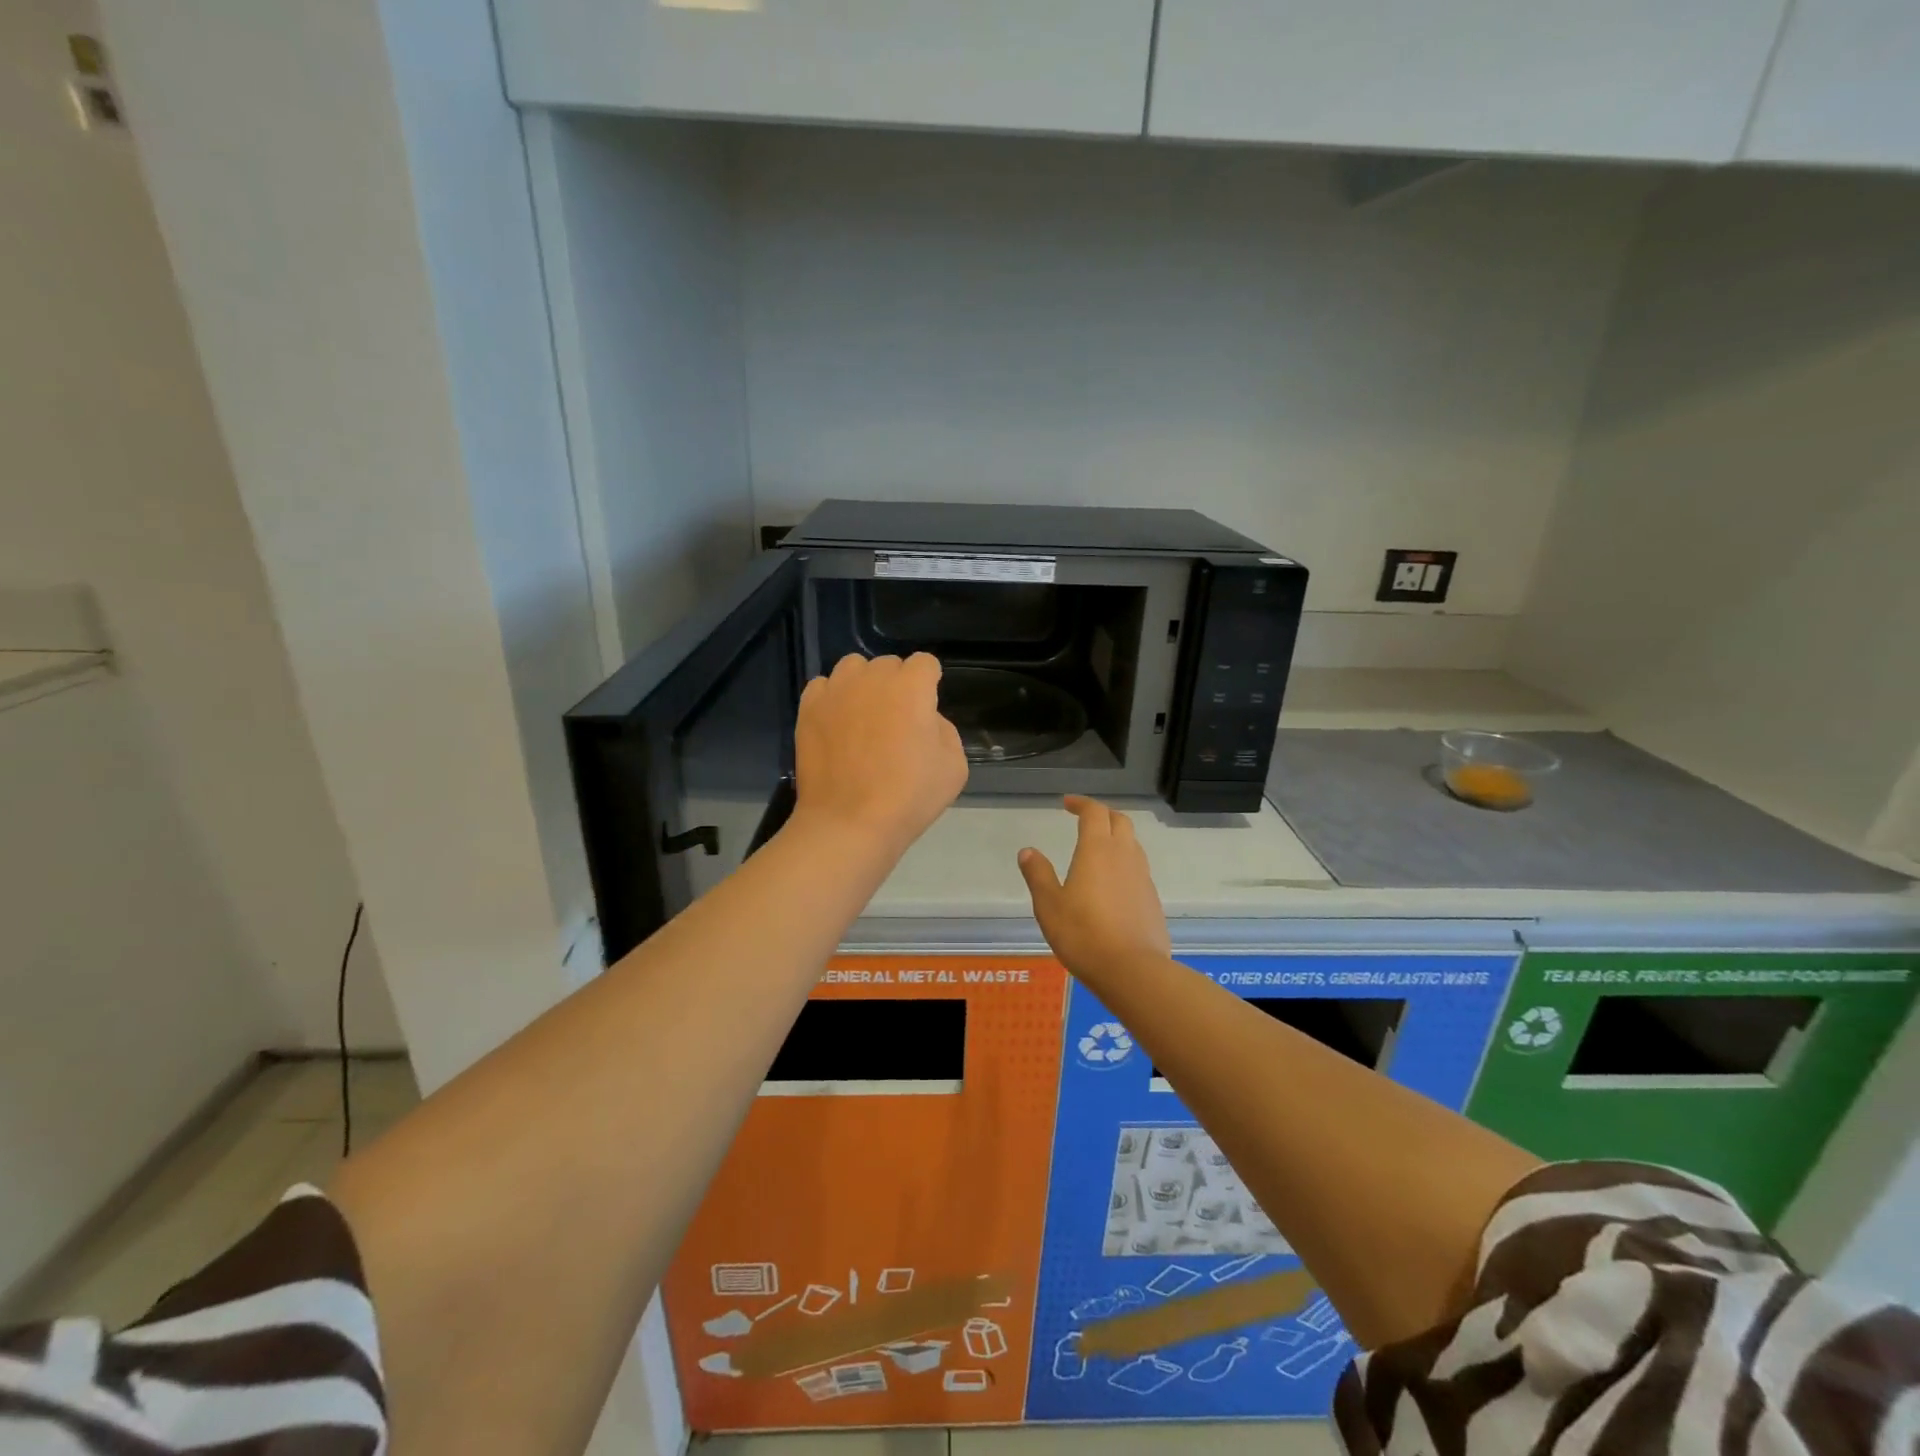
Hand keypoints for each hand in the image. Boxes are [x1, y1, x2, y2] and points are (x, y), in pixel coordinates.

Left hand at [792, 653, 967, 855]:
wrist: (849, 822)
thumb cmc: (909, 797)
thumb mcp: (954, 766)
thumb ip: (944, 729)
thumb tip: (924, 720)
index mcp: (911, 687)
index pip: (924, 663)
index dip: (929, 683)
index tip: (926, 710)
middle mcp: (872, 678)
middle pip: (888, 665)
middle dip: (897, 684)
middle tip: (897, 721)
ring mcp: (836, 691)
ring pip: (853, 668)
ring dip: (863, 684)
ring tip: (864, 716)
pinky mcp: (809, 709)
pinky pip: (823, 686)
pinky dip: (833, 698)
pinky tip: (838, 724)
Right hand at [1018, 796, 1170, 982]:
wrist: (1132, 970)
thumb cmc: (1083, 934)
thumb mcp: (1049, 905)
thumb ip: (1038, 875)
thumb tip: (1028, 851)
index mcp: (1097, 849)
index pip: (1094, 812)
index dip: (1081, 804)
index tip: (1067, 804)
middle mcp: (1124, 855)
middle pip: (1120, 821)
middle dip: (1102, 814)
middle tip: (1085, 819)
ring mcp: (1143, 877)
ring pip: (1132, 844)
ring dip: (1116, 837)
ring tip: (1098, 849)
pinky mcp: (1152, 899)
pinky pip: (1138, 869)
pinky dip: (1124, 864)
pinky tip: (1112, 884)